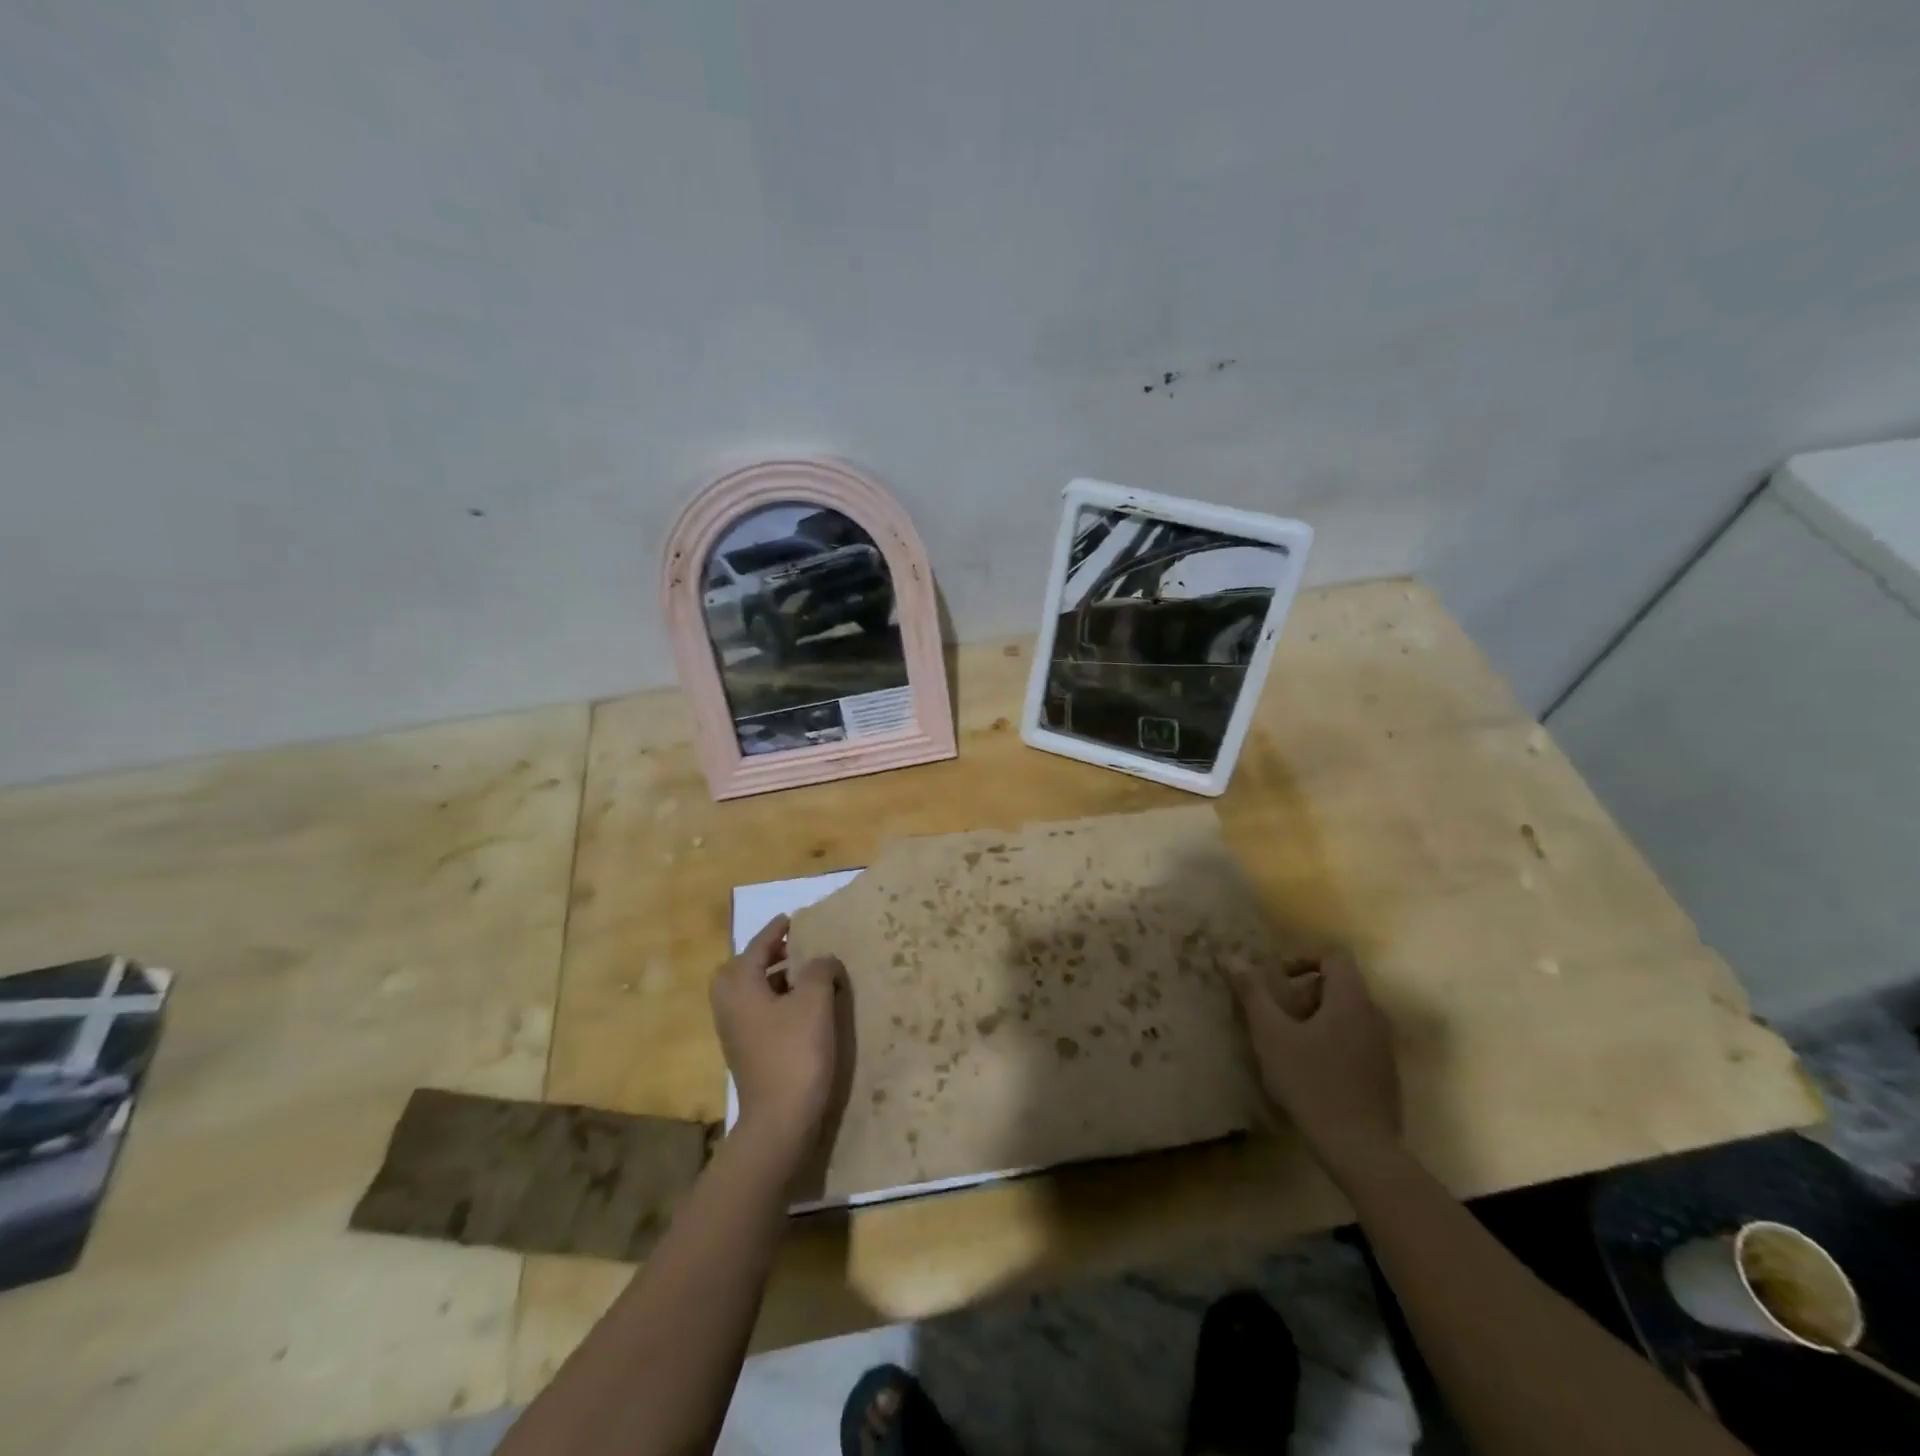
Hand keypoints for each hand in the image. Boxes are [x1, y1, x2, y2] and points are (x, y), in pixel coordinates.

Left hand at [712, 915, 845, 1164]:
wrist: (780, 1120)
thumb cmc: (795, 1052)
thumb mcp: (814, 1001)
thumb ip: (818, 969)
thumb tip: (820, 959)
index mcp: (740, 986)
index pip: (756, 947)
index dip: (775, 931)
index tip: (791, 918)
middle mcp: (729, 1005)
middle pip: (742, 969)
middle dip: (766, 955)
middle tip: (793, 948)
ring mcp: (734, 1032)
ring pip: (749, 992)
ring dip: (772, 978)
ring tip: (804, 974)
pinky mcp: (746, 1052)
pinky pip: (756, 1012)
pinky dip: (774, 1000)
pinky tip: (801, 1008)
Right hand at [1226, 950, 1401, 1169]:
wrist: (1360, 1149)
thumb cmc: (1312, 1083)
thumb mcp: (1271, 1035)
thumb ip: (1254, 993)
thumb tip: (1233, 957)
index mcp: (1351, 1000)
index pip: (1334, 957)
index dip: (1303, 960)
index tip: (1278, 982)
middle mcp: (1375, 1017)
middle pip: (1340, 986)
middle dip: (1305, 994)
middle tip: (1277, 1018)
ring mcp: (1384, 1048)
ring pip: (1347, 1016)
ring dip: (1316, 1020)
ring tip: (1288, 1046)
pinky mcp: (1385, 1075)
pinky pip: (1356, 1041)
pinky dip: (1332, 1043)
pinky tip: (1311, 1072)